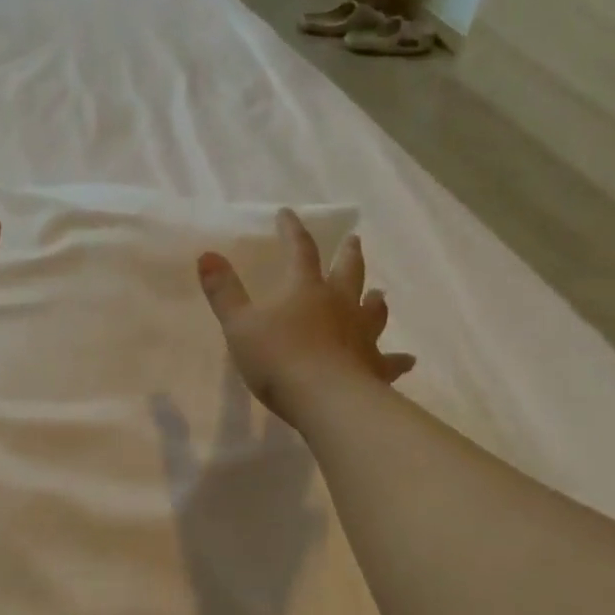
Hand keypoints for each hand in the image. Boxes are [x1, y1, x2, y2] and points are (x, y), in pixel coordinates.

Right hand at [197, 210, 413, 425]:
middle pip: (348, 272)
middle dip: (348, 254)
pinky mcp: (375, 366)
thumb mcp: (239, 325)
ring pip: (373, 310)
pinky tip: (407, 360)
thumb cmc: (278, 359)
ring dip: (375, 301)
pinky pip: (389, 360)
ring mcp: (361, 335)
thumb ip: (223, 291)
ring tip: (379, 295)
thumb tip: (207, 255)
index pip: (300, 250)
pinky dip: (398, 359)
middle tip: (354, 241)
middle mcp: (339, 304)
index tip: (288, 214)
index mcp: (305, 289)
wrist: (326, 400)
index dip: (293, 230)